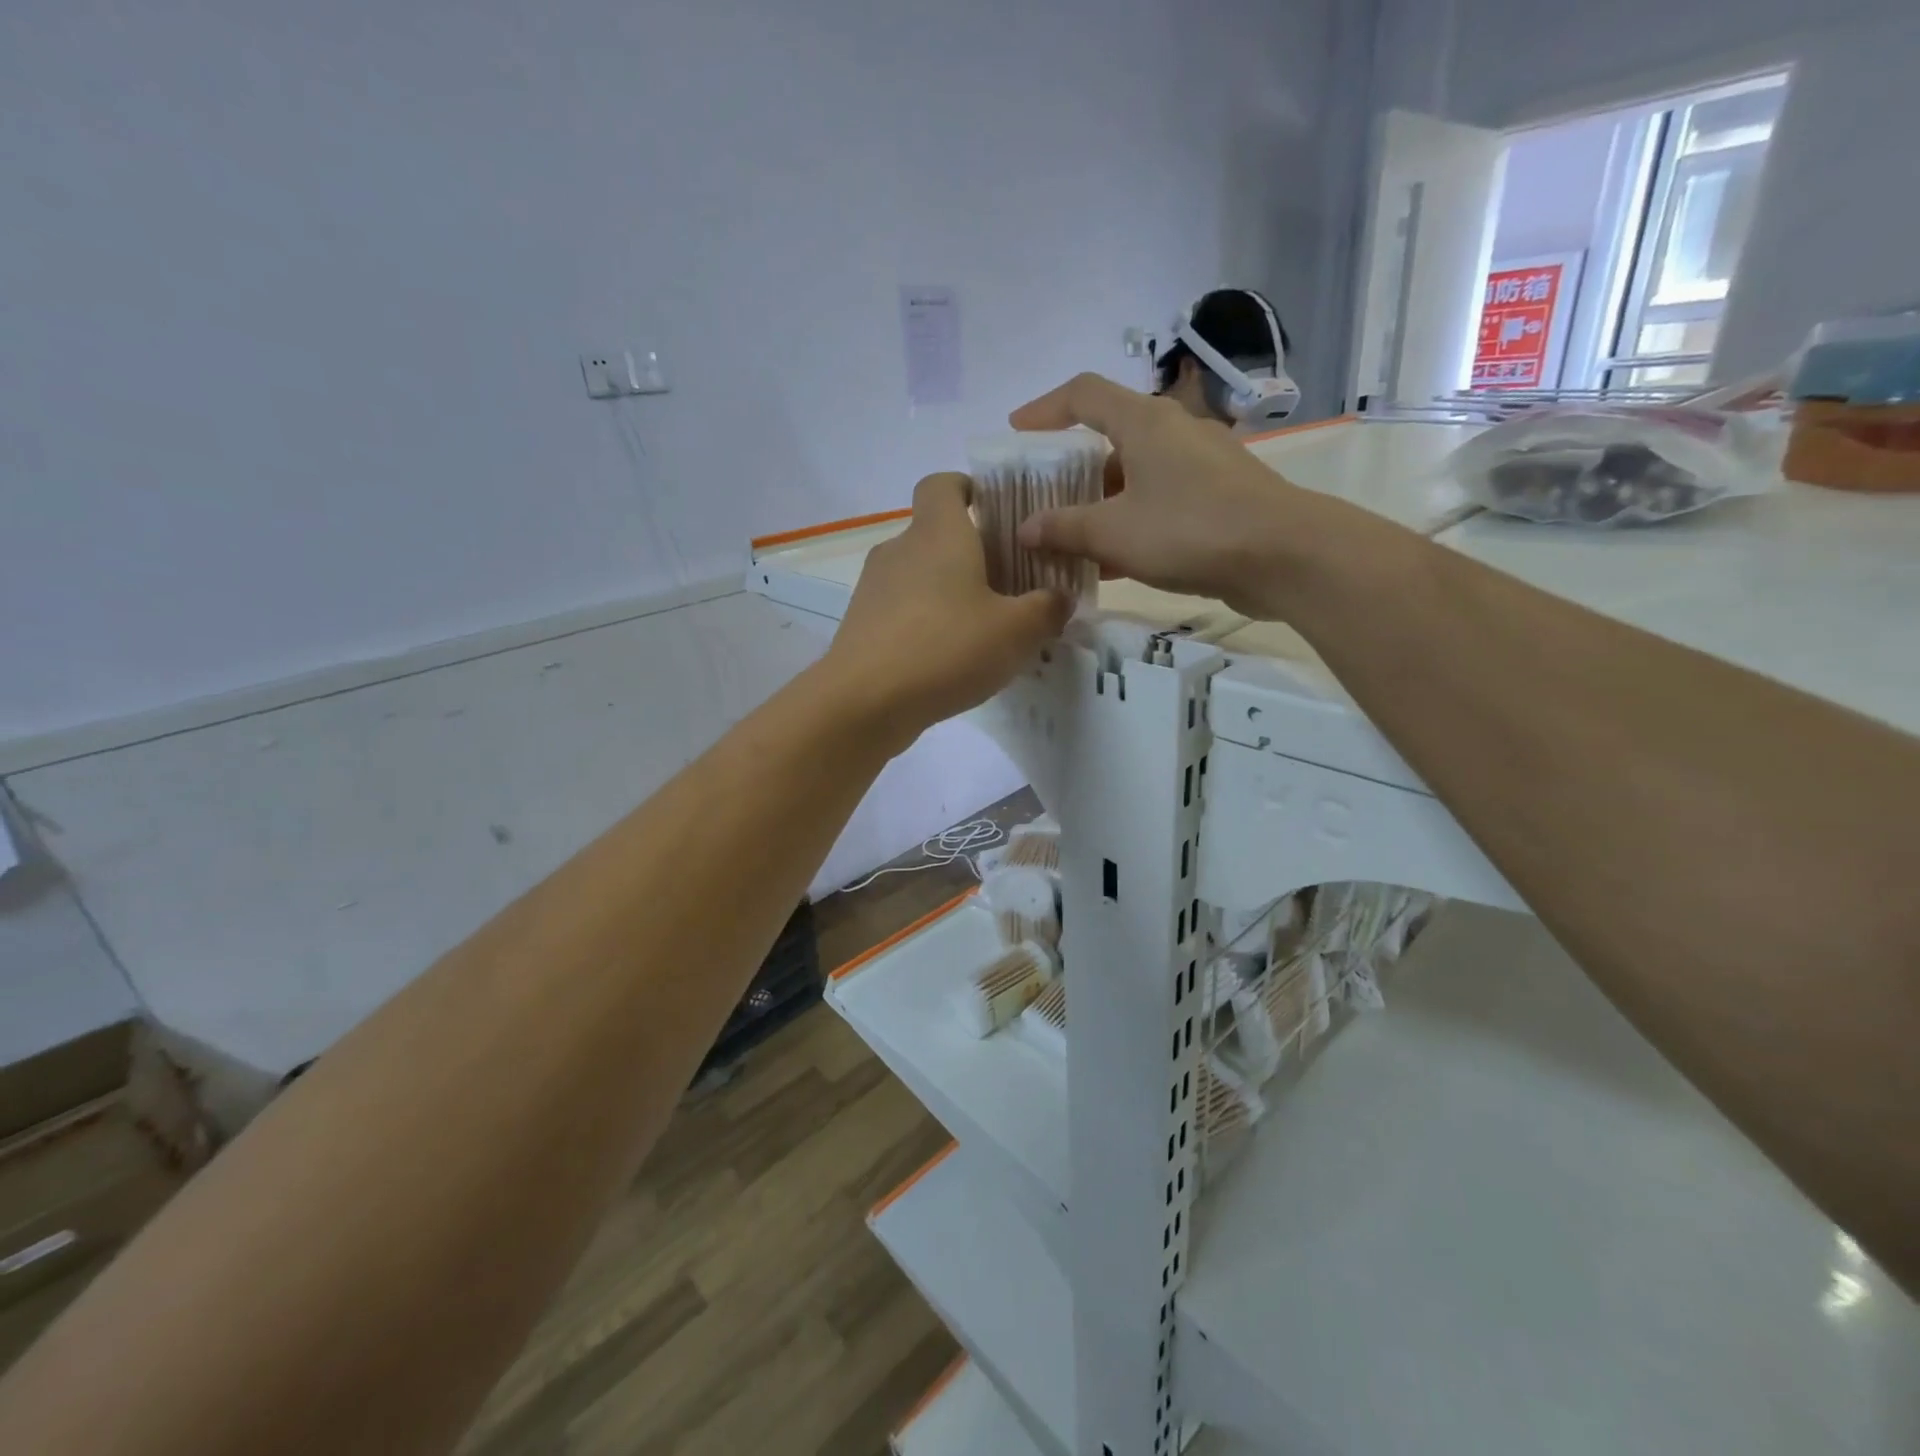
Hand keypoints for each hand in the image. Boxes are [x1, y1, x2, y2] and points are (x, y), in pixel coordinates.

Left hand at [824, 473, 1070, 742]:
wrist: (864, 702)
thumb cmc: (946, 649)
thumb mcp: (1017, 631)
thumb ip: (1047, 608)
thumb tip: (1058, 597)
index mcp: (937, 533)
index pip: (943, 484)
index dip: (968, 488)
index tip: (995, 513)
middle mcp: (900, 549)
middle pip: (936, 535)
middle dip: (972, 555)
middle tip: (1009, 587)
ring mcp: (873, 588)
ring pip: (919, 576)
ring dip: (949, 594)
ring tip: (982, 632)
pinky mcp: (861, 625)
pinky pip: (902, 611)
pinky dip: (926, 624)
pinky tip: (948, 660)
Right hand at [1011, 373, 1307, 617]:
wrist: (1284, 556)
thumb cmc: (1189, 529)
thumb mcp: (1114, 532)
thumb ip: (1064, 528)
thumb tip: (1026, 530)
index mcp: (1144, 421)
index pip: (1083, 394)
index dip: (1044, 408)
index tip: (1016, 432)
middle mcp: (1172, 432)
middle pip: (1109, 438)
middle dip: (1070, 470)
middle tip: (1041, 499)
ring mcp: (1200, 464)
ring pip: (1134, 476)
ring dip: (1099, 504)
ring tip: (1069, 540)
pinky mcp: (1218, 496)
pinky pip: (1159, 501)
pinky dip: (1130, 522)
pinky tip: (1112, 562)